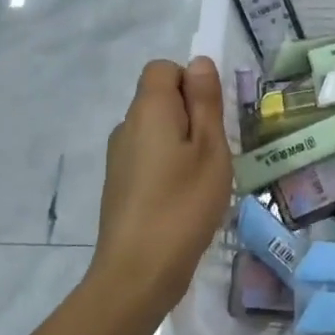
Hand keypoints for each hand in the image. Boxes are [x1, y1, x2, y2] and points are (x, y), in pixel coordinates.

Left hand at [88, 58, 233, 319]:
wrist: (138, 273)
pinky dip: (169, 167)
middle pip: (159, 99)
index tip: (212, 117)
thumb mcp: (210, 148)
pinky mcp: (120, 185)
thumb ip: (205, 102)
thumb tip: (198, 62)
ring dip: (182, 143)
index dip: (190, 81)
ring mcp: (119, 158)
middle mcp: (126, 127)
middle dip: (191, 114)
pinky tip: (185, 199)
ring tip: (204, 179)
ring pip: (157, 131)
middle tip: (216, 151)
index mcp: (148, 110)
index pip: (163, 68)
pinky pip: (149, 157)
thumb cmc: (183, 204)